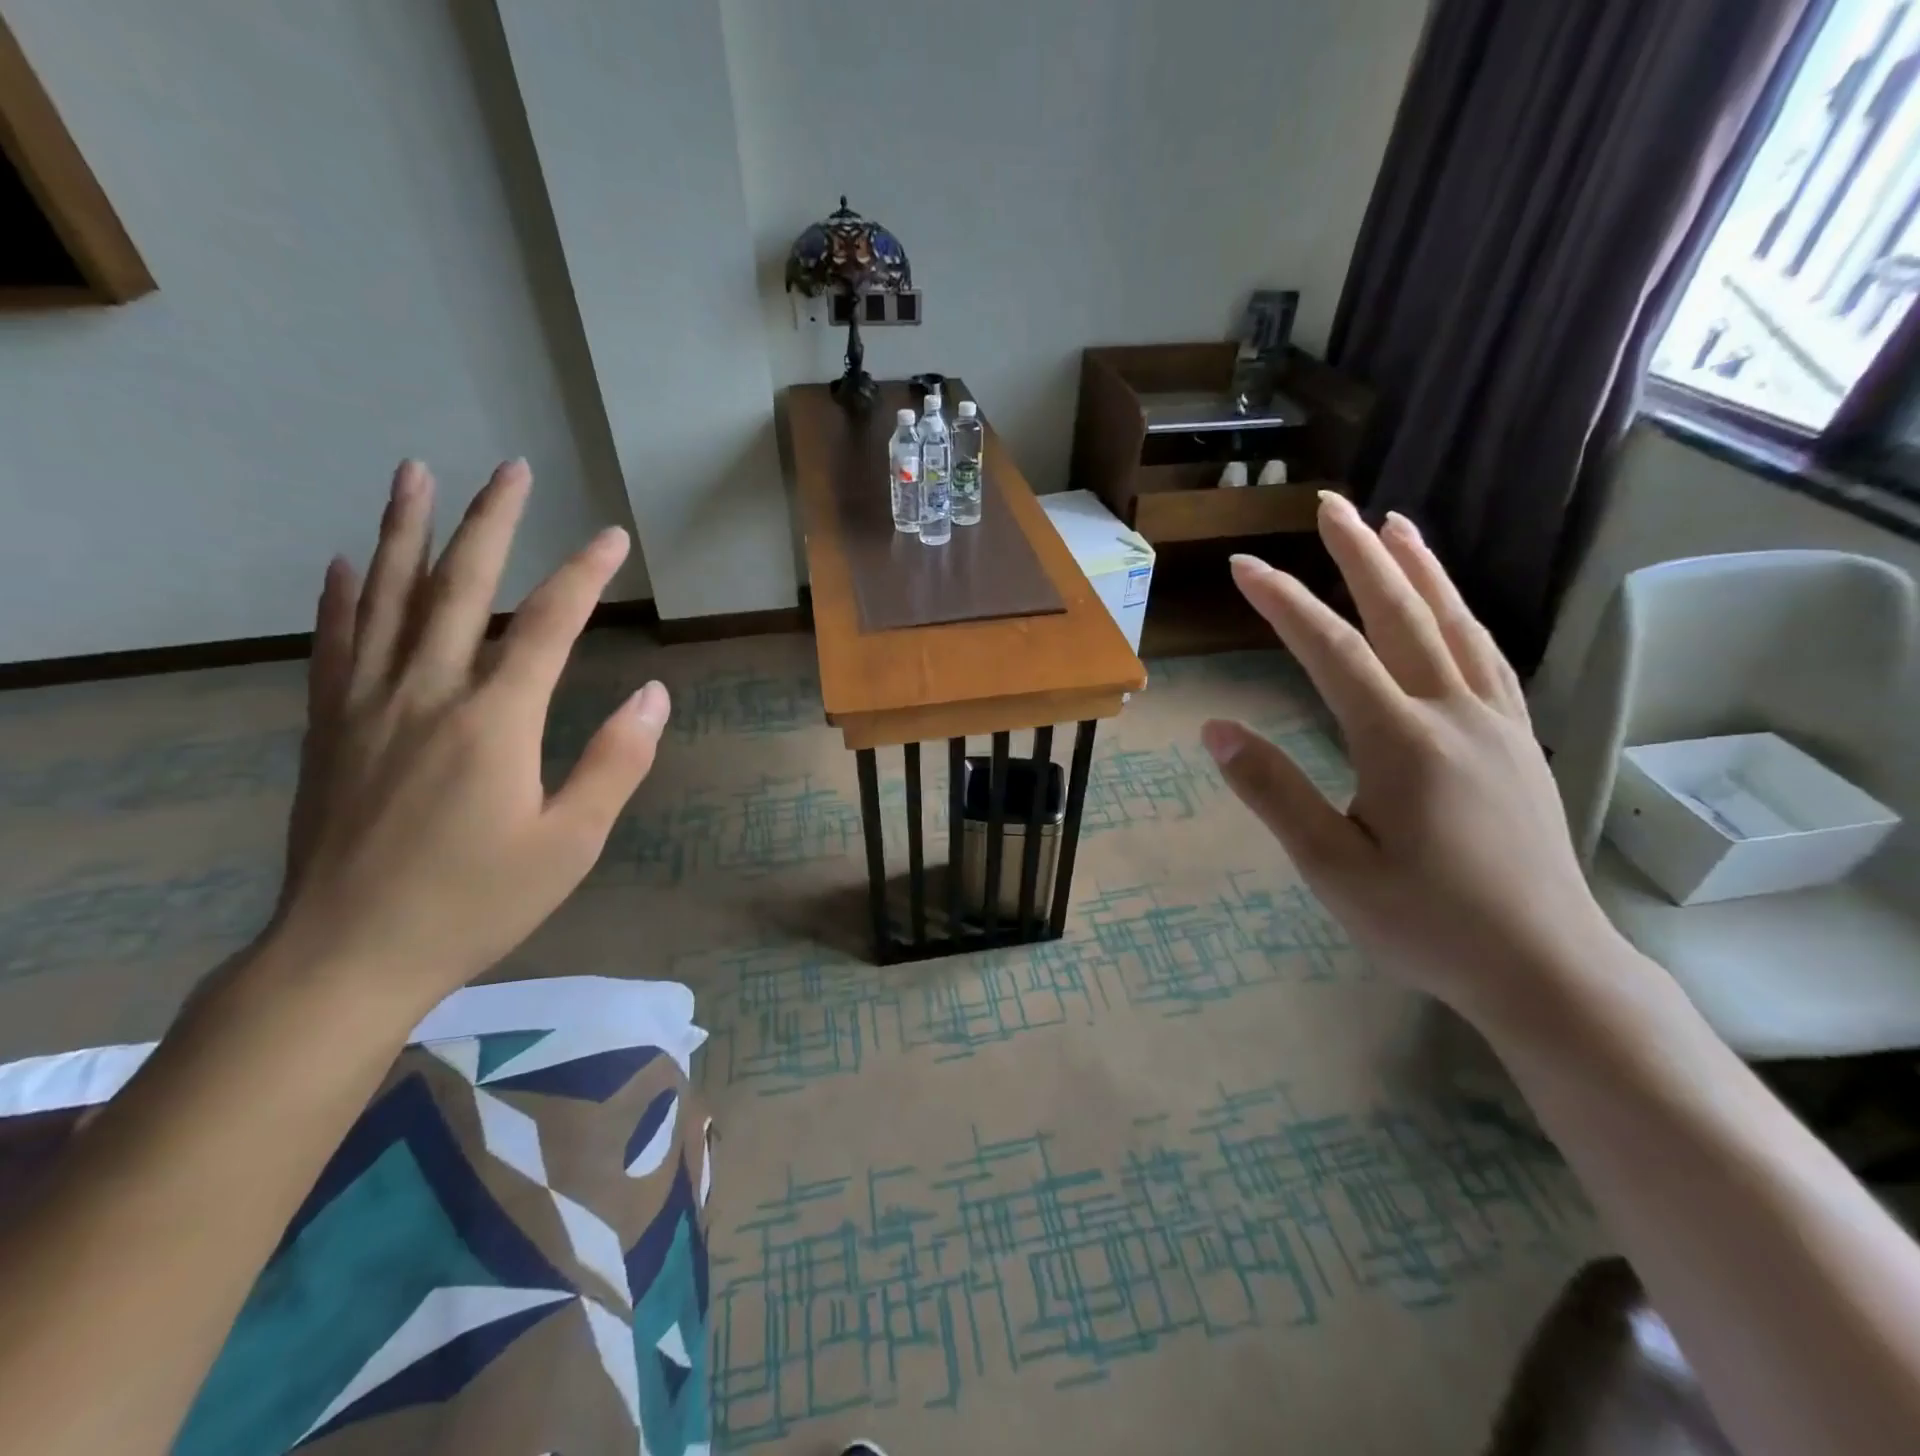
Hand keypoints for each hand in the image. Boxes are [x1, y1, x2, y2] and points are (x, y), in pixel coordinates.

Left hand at [268, 459, 668, 1018]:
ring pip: (387, 598)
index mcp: (494, 721)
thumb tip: (655, 695)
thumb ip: (616, 762)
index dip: (584, 575)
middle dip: (491, 522)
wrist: (348, 956)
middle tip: (511, 468)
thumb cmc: (477, 902)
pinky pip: (334, 643)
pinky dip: (342, 596)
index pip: (547, 625)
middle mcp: (427, 693)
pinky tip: (345, 562)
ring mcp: (367, 705)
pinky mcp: (329, 727)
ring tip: (415, 473)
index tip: (613, 536)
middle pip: (459, 587)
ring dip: (404, 530)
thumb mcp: (571, 843)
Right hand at [1201, 493, 1616, 1027]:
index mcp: (1402, 743)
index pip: (1332, 652)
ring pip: (1455, 625)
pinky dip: (1461, 615)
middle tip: (1330, 505)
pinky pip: (1487, 657)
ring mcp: (1495, 723)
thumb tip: (1217, 730)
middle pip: (1403, 615)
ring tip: (1395, 524)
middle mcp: (1454, 715)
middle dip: (1360, 556)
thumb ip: (1274, 792)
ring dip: (1420, 569)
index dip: (1284, 604)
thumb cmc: (1427, 922)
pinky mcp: (1517, 741)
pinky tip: (1448, 606)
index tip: (1243, 567)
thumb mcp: (1331, 867)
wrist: (1545, 967)